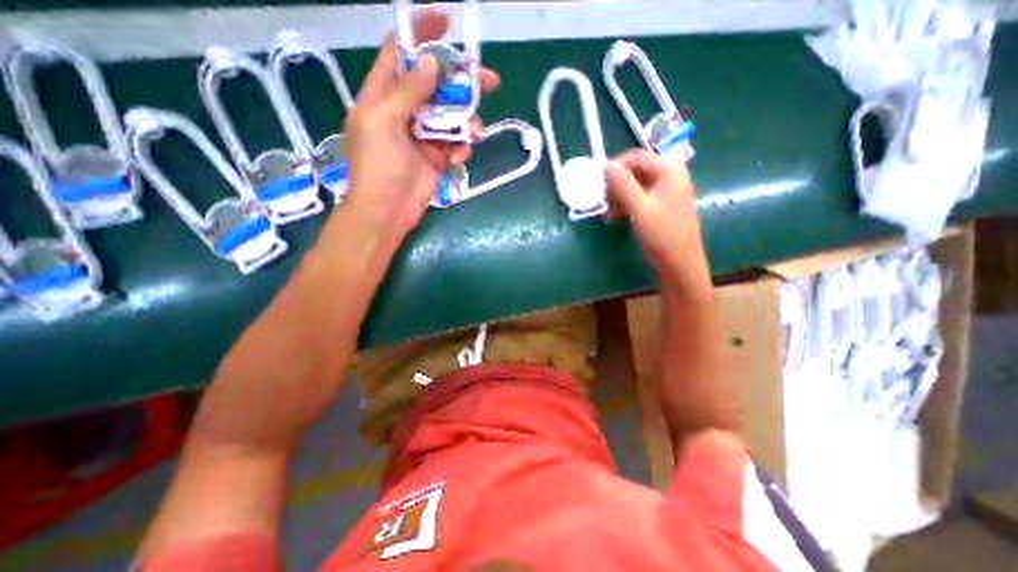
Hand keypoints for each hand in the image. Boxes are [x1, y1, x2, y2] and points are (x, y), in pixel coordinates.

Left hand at [342, 12, 498, 243]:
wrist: (388, 211)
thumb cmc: (378, 167)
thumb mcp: (384, 122)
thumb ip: (407, 91)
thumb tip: (431, 62)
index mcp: (383, 95)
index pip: (400, 53)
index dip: (420, 35)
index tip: (446, 23)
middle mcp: (404, 111)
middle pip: (436, 85)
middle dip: (460, 82)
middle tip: (487, 81)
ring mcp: (422, 135)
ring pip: (450, 116)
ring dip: (466, 121)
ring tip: (474, 133)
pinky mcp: (436, 156)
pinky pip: (454, 143)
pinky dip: (461, 146)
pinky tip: (460, 156)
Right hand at [608, 150, 709, 296]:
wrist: (680, 262)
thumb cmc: (662, 235)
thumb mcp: (639, 208)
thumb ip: (623, 185)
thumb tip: (606, 165)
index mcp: (669, 170)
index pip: (636, 157)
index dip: (615, 167)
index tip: (598, 182)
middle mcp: (670, 175)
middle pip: (636, 170)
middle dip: (616, 184)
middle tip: (603, 200)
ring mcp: (666, 190)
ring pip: (635, 184)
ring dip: (619, 196)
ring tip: (608, 212)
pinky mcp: (661, 204)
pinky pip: (639, 196)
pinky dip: (626, 204)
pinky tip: (616, 217)